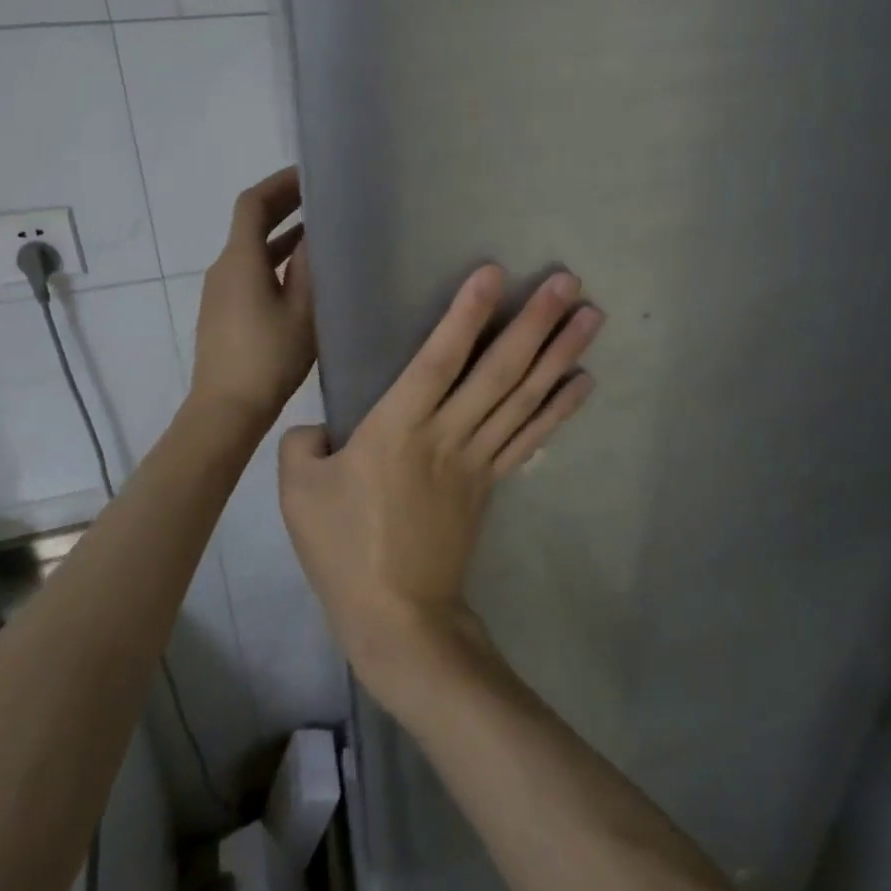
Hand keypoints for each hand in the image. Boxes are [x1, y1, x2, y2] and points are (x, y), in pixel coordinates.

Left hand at [190, 167, 315, 425]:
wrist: (226, 410)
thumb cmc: (269, 357)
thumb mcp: (302, 310)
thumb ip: (309, 266)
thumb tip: (316, 231)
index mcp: (240, 260)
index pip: (252, 204)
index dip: (279, 184)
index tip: (309, 175)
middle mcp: (223, 268)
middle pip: (249, 223)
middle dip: (283, 205)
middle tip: (320, 198)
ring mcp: (219, 292)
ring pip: (251, 249)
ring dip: (281, 235)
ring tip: (319, 231)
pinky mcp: (222, 312)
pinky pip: (249, 271)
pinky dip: (273, 259)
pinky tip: (301, 274)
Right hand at [278, 265, 602, 699]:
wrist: (397, 617)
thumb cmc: (343, 550)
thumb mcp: (298, 492)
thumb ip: (304, 444)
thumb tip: (324, 428)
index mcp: (398, 428)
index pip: (438, 359)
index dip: (467, 314)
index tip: (496, 273)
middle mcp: (448, 434)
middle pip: (499, 370)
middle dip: (536, 322)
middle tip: (570, 281)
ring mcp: (478, 459)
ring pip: (525, 397)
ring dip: (561, 354)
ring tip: (592, 317)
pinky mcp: (492, 482)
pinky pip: (530, 436)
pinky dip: (560, 407)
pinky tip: (584, 380)